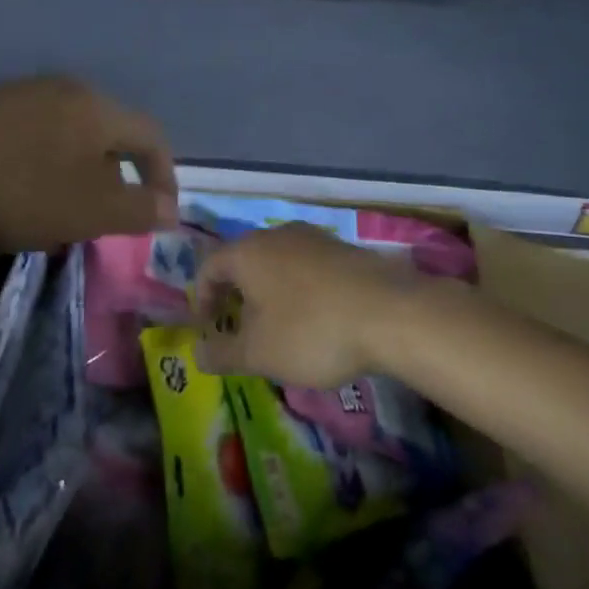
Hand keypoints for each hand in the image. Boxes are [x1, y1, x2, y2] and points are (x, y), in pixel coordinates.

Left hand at [0, 76, 177, 249]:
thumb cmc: (16, 184)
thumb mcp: (85, 210)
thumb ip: (135, 210)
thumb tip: (171, 208)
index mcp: (98, 110)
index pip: (151, 137)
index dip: (164, 177)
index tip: (159, 216)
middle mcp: (67, 91)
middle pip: (109, 136)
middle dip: (114, 182)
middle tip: (104, 222)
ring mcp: (24, 94)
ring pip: (69, 139)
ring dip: (75, 179)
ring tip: (58, 217)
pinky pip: (34, 138)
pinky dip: (41, 170)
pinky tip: (16, 197)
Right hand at [192, 223, 441, 386]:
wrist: (391, 313)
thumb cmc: (310, 330)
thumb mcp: (258, 353)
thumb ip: (222, 353)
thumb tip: (197, 354)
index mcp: (246, 252)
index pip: (208, 267)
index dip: (201, 297)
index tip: (208, 327)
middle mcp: (275, 235)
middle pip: (243, 261)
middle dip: (236, 294)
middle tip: (240, 328)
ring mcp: (314, 238)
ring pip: (278, 262)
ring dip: (270, 291)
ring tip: (279, 326)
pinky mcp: (345, 249)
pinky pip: (308, 267)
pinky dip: (300, 290)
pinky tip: (317, 318)